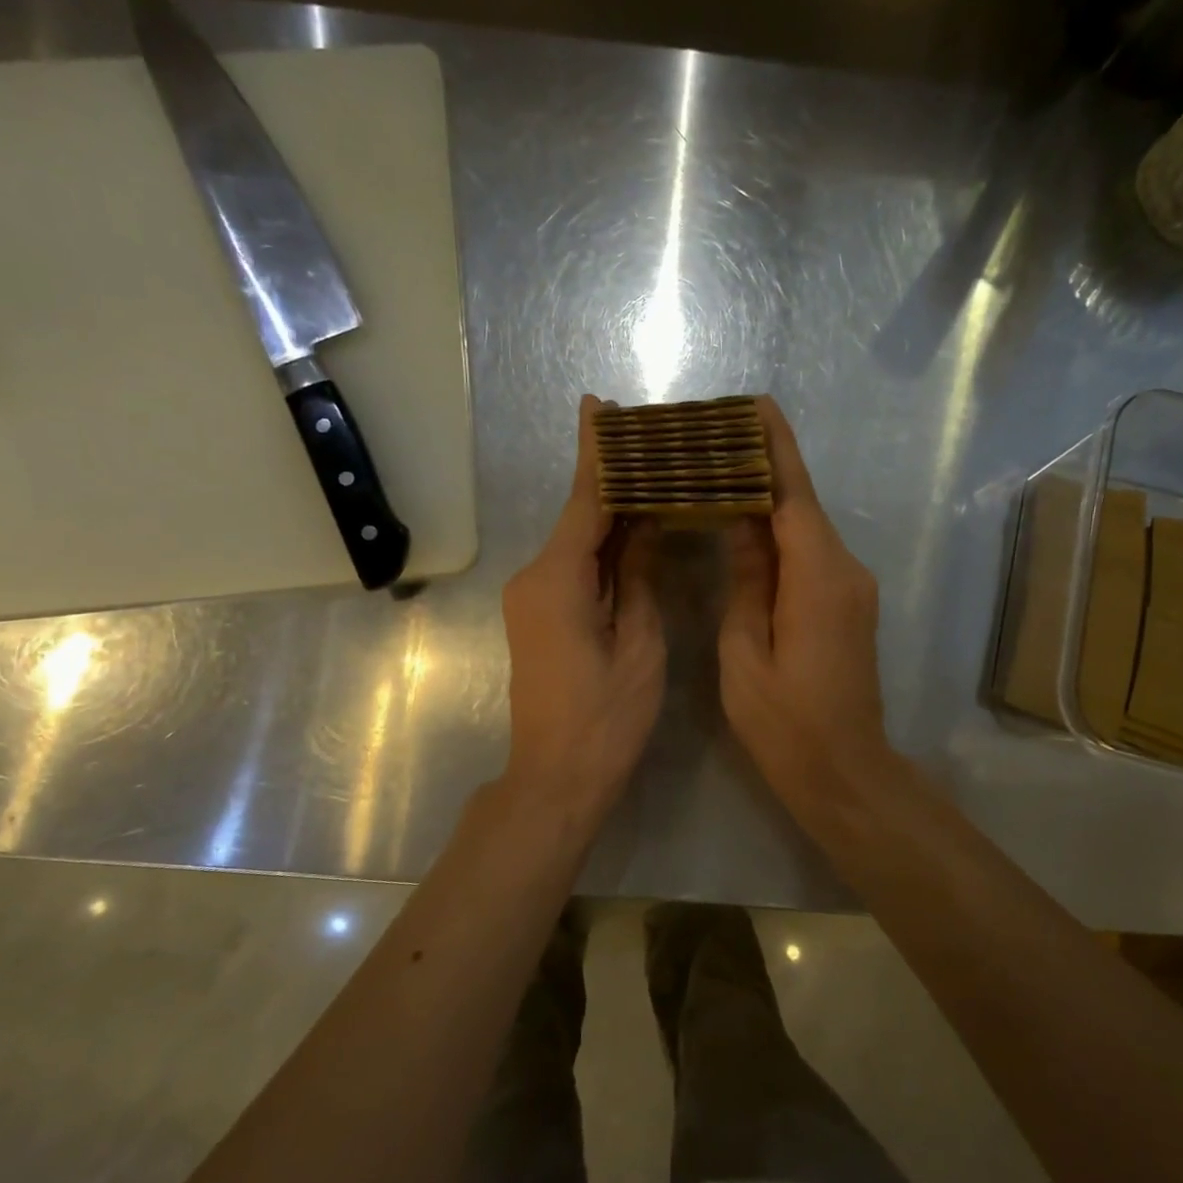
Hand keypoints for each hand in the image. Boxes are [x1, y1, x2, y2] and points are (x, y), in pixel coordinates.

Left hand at [500, 395, 665, 831]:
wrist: (556, 777)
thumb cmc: (606, 718)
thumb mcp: (638, 645)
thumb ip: (638, 578)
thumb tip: (644, 527)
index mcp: (558, 579)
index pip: (584, 501)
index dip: (596, 453)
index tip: (598, 405)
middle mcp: (535, 578)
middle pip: (578, 517)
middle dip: (608, 478)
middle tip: (645, 437)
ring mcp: (532, 598)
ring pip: (577, 543)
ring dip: (609, 513)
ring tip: (650, 476)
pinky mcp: (538, 617)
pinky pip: (573, 568)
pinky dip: (602, 548)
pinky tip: (632, 530)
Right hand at [719, 396, 895, 808]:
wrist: (845, 771)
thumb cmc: (785, 722)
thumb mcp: (745, 652)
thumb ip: (746, 581)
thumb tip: (741, 522)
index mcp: (818, 578)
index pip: (793, 496)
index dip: (775, 448)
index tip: (754, 405)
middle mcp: (845, 570)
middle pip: (802, 505)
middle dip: (765, 466)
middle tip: (717, 437)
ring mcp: (853, 588)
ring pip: (807, 529)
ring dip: (770, 500)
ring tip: (721, 472)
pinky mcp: (849, 604)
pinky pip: (812, 554)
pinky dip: (781, 534)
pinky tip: (747, 526)